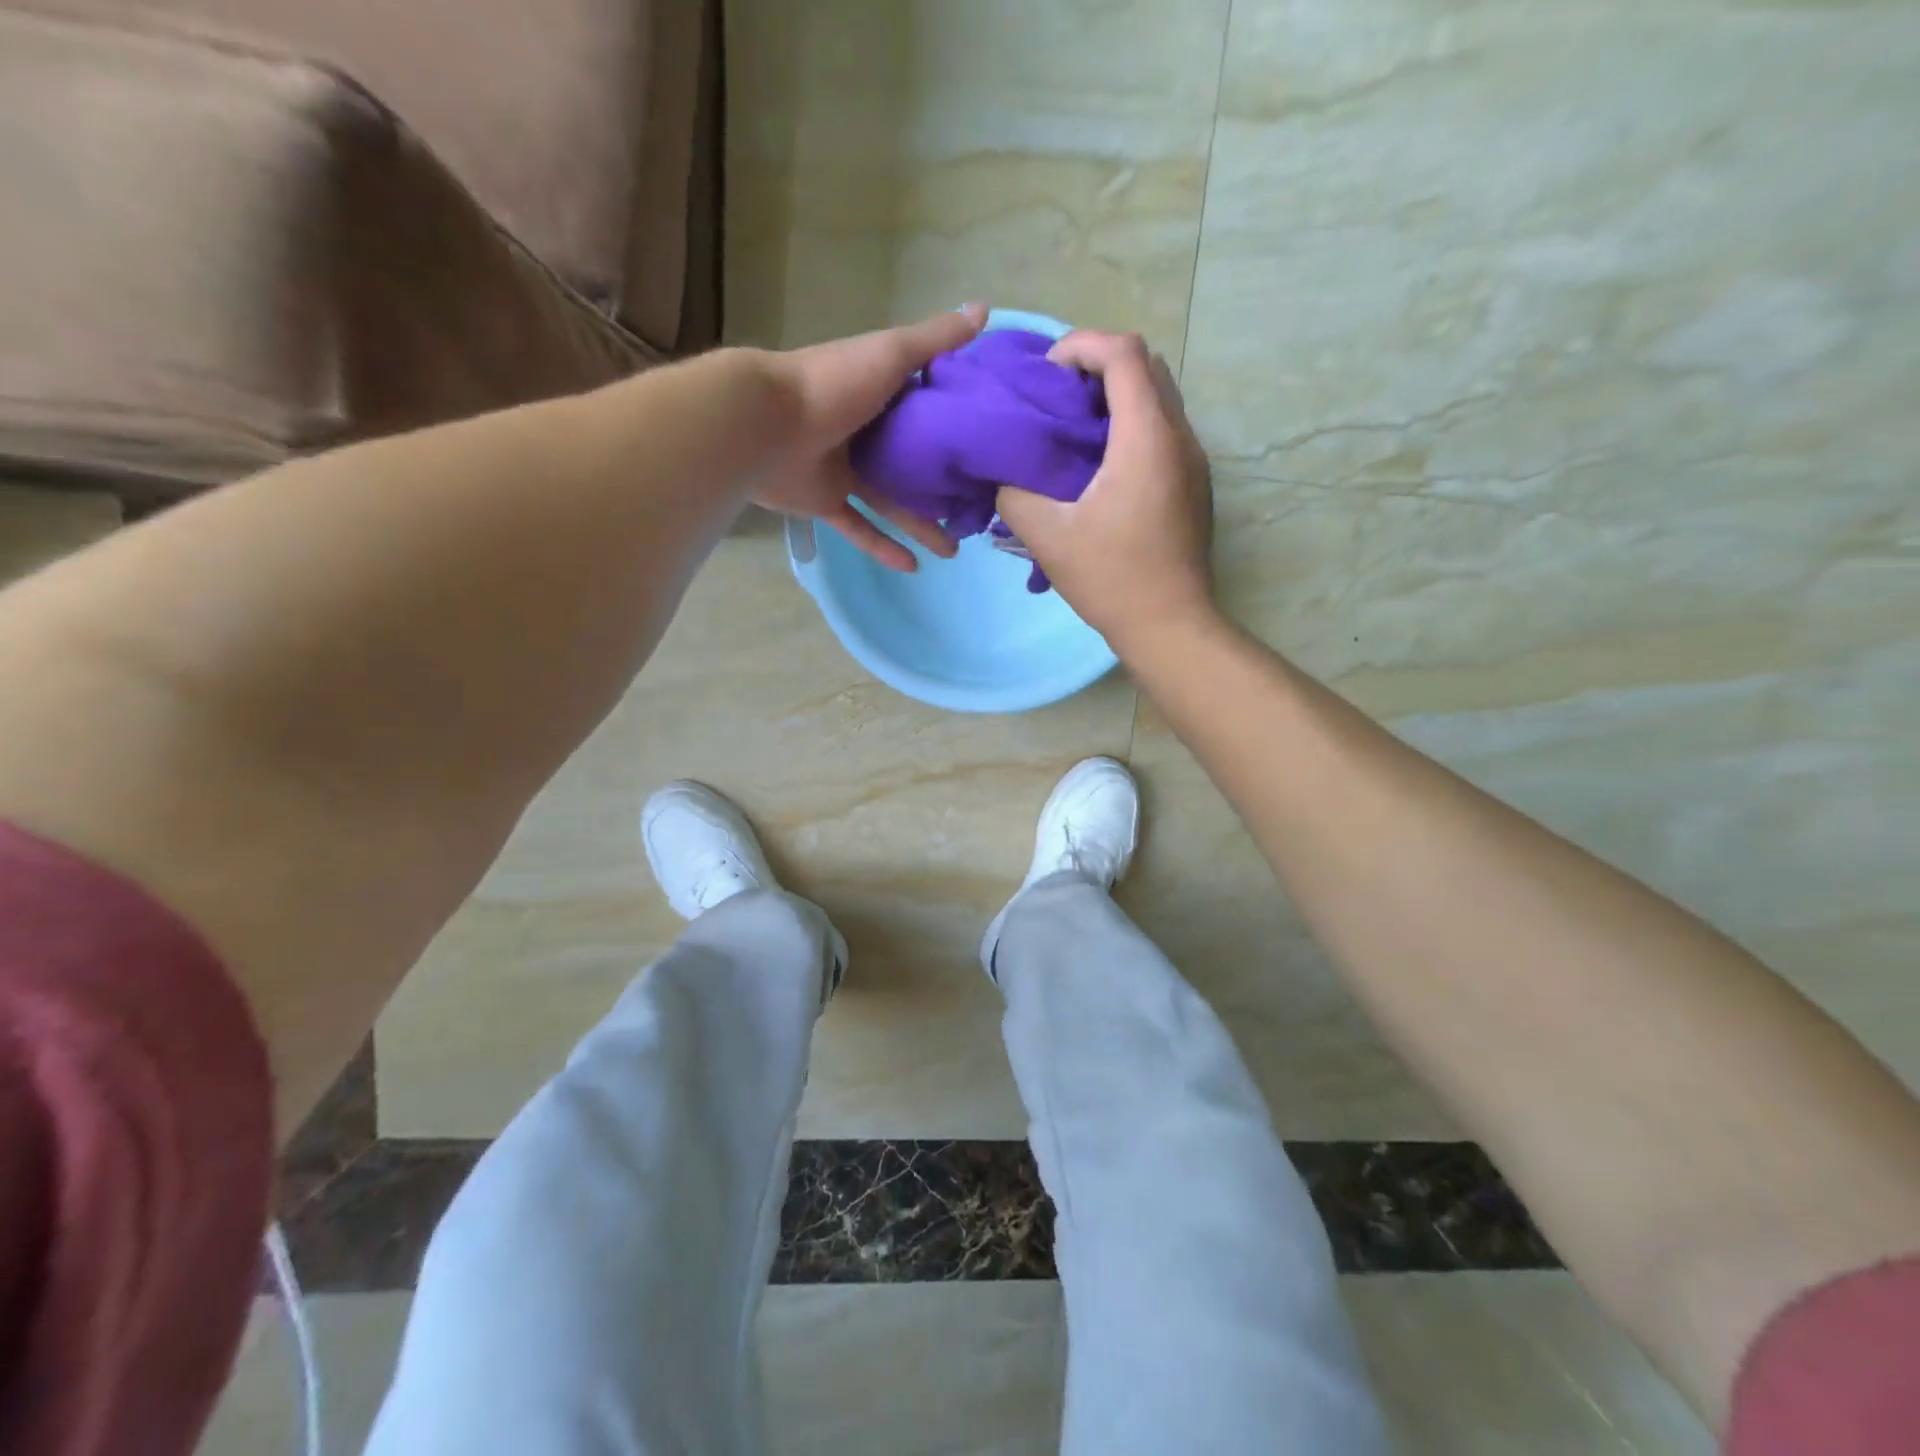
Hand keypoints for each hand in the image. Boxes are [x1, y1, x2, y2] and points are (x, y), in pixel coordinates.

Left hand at [753, 305, 987, 570]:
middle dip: (942, 487)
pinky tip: (913, 566)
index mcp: (881, 394)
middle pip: (912, 464)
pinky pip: (859, 528)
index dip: (958, 429)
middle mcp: (865, 432)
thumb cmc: (832, 384)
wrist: (766, 423)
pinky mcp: (826, 502)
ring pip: (891, 502)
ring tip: (953, 548)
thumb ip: (935, 340)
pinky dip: (882, 546)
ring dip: (920, 525)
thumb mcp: (891, 354)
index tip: (990, 450)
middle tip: (976, 509)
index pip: (927, 412)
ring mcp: (844, 470)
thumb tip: (984, 309)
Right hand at [995, 331, 1213, 647]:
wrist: (1170, 625)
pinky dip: (1131, 426)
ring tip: (1074, 431)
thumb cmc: (1111, 579)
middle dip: (1098, 367)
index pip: (1124, 353)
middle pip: (1147, 366)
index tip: (1046, 376)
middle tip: (1058, 400)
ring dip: (1117, 397)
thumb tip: (1005, 473)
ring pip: (1160, 397)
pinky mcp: (1194, 484)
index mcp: (1146, 438)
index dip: (1081, 346)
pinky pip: (1165, 430)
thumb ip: (1015, 494)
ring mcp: (1193, 461)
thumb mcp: (1048, 537)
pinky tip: (1100, 466)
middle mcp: (1179, 437)